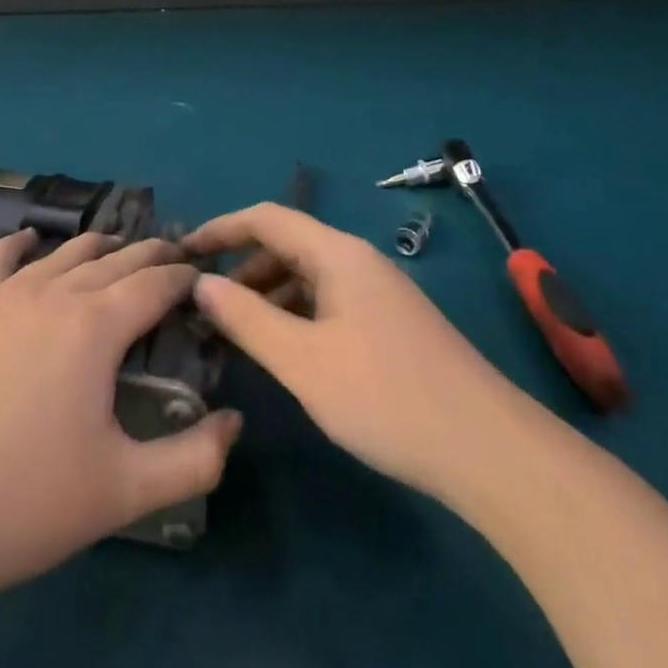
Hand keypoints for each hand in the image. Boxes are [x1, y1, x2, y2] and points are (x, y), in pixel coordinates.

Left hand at [0, 229, 240, 618]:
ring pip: (64, 252)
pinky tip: (30, 241)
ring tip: (122, 255)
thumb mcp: (123, 493)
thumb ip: (194, 459)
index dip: (187, 276)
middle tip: (176, 264)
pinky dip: (22, 244)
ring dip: (101, 248)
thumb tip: (235, 423)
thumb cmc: (21, 506)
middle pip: (116, 258)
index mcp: (96, 326)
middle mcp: (53, 294)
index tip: (206, 280)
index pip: (157, 281)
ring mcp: (3, 298)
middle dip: (153, 255)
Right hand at [186, 203, 509, 501]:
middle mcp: (357, 261)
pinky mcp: (388, 325)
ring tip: (231, 333)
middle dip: (240, 268)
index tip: (182, 252)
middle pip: (286, 245)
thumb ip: (246, 318)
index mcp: (337, 254)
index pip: (266, 218)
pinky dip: (294, 316)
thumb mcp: (303, 360)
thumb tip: (200, 283)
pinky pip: (327, 304)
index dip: (220, 229)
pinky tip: (281, 352)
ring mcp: (377, 293)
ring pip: (307, 278)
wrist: (486, 448)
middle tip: (201, 304)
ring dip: (266, 296)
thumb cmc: (385, 396)